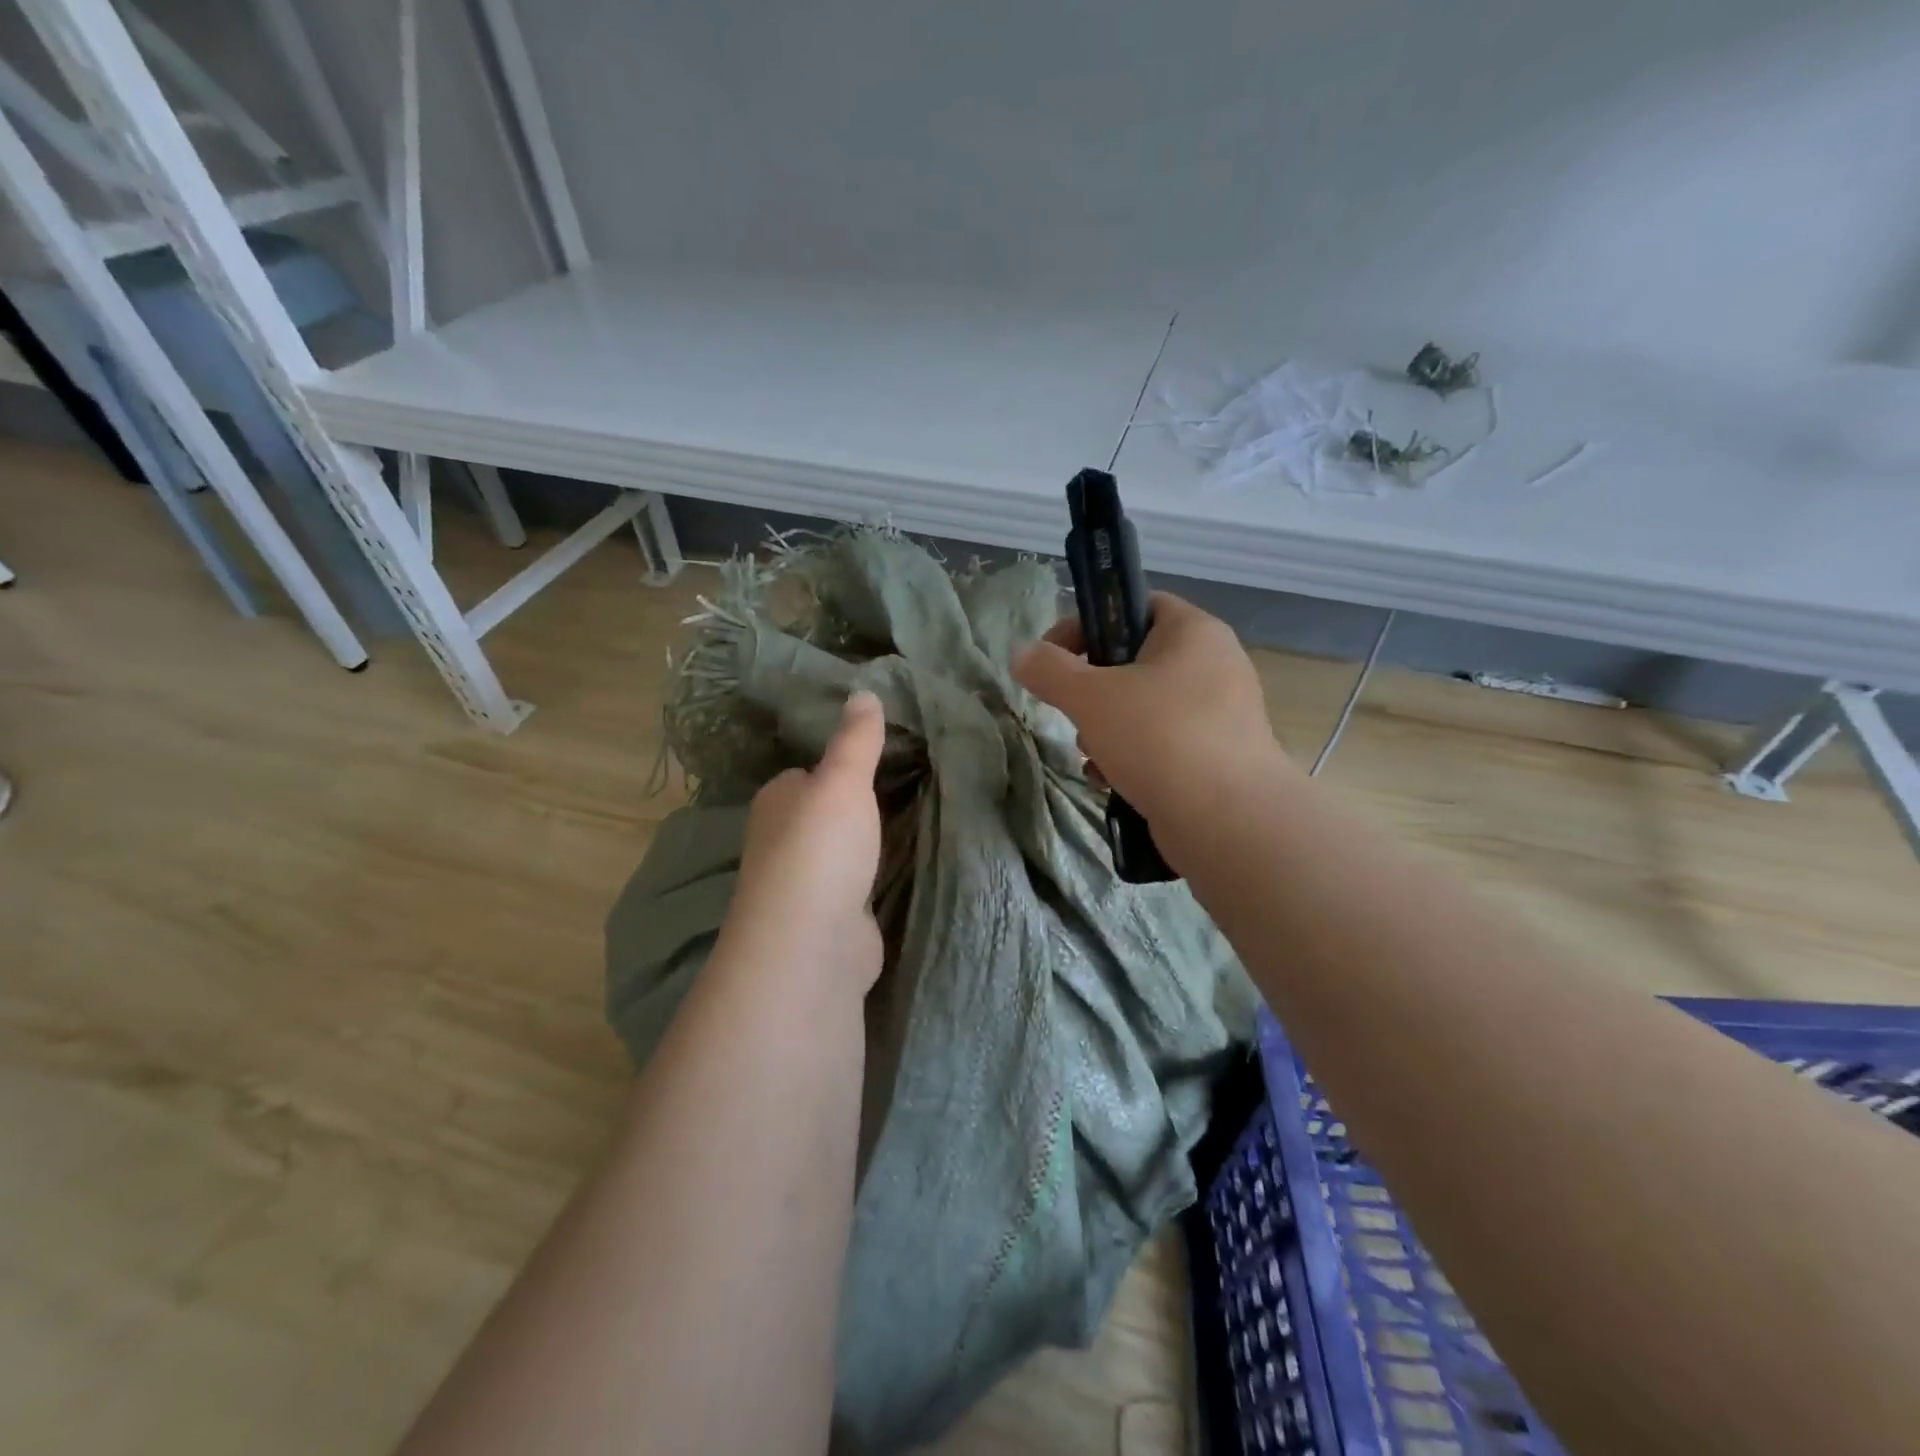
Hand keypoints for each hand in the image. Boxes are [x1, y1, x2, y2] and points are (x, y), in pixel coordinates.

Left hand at [723, 691, 887, 993]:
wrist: (813, 942)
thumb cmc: (821, 848)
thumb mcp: (843, 780)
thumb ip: (856, 739)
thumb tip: (863, 690)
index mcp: (777, 801)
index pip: (806, 775)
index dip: (838, 766)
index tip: (881, 758)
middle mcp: (783, 841)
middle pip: (825, 814)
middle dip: (857, 807)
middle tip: (910, 786)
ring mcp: (807, 884)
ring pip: (842, 851)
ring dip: (868, 844)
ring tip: (916, 821)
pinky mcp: (832, 918)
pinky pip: (859, 885)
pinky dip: (876, 878)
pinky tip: (903, 869)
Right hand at [1013, 593, 1283, 826]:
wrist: (1228, 821)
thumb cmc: (1159, 738)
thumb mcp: (1091, 697)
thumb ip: (1049, 670)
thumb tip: (1021, 653)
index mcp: (1194, 632)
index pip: (1135, 605)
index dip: (1088, 623)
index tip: (1054, 656)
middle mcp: (1215, 665)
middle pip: (1135, 661)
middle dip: (1093, 690)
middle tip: (1075, 713)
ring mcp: (1221, 714)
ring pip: (1146, 707)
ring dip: (1107, 729)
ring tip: (1093, 756)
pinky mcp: (1219, 757)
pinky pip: (1164, 743)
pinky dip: (1133, 757)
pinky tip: (1112, 781)